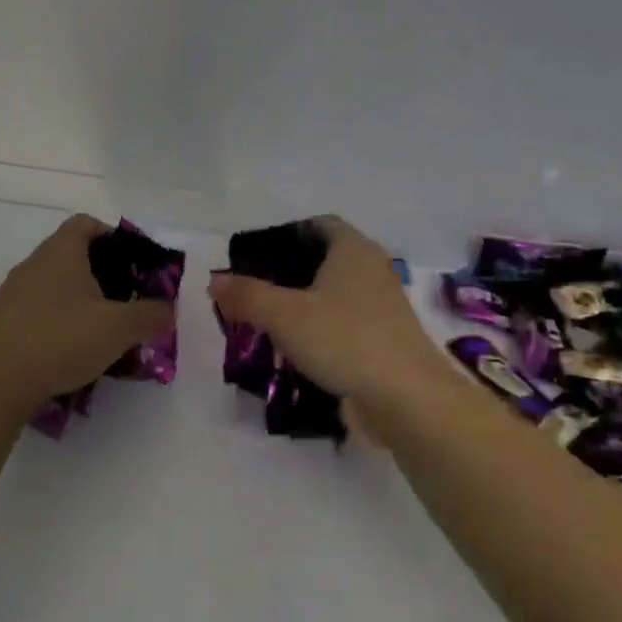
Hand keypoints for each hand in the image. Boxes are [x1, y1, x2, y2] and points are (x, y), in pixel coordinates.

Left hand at [0, 214, 172, 415]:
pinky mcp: (1, 323)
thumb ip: (150, 315)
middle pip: (71, 253)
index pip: (85, 223)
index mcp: (61, 252)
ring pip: (54, 284)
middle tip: (124, 299)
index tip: (131, 262)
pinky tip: (71, 350)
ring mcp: (13, 293)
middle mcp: (33, 264)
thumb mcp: (120, 328)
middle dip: (101, 273)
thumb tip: (167, 310)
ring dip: (79, 299)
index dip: (112, 236)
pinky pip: (38, 310)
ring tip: (101, 329)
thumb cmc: (62, 341)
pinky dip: (58, 321)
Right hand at [208, 216, 448, 411]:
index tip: (259, 254)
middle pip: (326, 259)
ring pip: (336, 294)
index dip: (289, 233)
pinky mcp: (385, 339)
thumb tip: (215, 279)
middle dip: (291, 272)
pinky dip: (322, 330)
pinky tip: (298, 351)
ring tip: (269, 323)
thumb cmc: (345, 340)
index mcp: (353, 249)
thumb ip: (247, 295)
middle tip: (256, 291)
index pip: (320, 224)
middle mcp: (372, 269)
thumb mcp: (285, 315)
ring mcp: (382, 306)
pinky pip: (346, 324)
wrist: (406, 397)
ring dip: (306, 304)